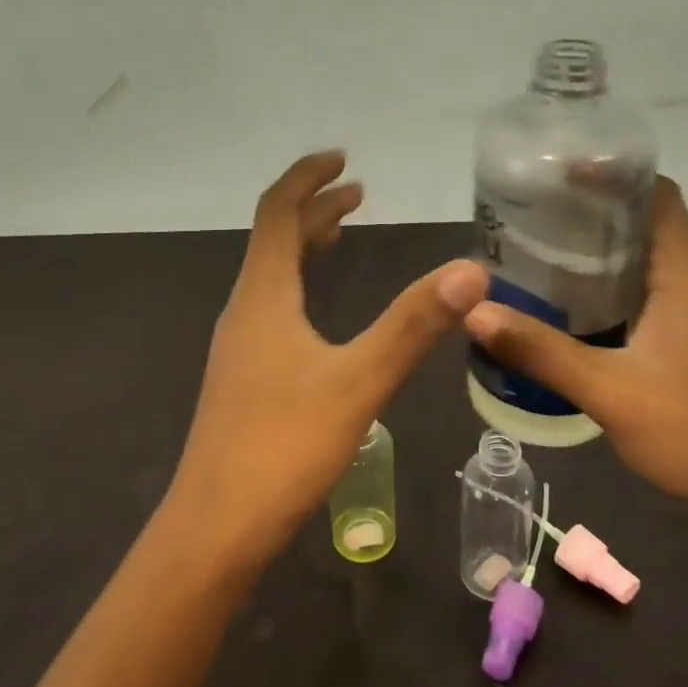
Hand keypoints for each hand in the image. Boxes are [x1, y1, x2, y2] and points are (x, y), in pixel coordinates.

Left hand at [169, 151, 488, 563]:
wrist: (215, 529)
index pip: (276, 213)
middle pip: (274, 239)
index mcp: (263, 296)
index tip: (342, 158)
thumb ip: (412, 325)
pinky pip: (273, 308)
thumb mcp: (358, 382)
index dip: (306, 177)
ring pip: (272, 276)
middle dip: (314, 208)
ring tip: (343, 233)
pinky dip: (301, 285)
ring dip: (306, 246)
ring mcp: (240, 347)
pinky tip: (320, 314)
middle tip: (357, 192)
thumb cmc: (283, 447)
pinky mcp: (244, 378)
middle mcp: (245, 310)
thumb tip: (472, 270)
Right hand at [464, 176, 687, 518]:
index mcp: (684, 273)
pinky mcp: (684, 341)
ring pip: (639, 259)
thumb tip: (475, 313)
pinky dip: (602, 286)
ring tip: (534, 249)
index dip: (610, 174)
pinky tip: (562, 305)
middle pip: (641, 221)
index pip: (654, 193)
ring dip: (593, 250)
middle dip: (588, 210)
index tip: (555, 174)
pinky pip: (639, 293)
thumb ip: (541, 351)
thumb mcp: (609, 390)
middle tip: (527, 212)